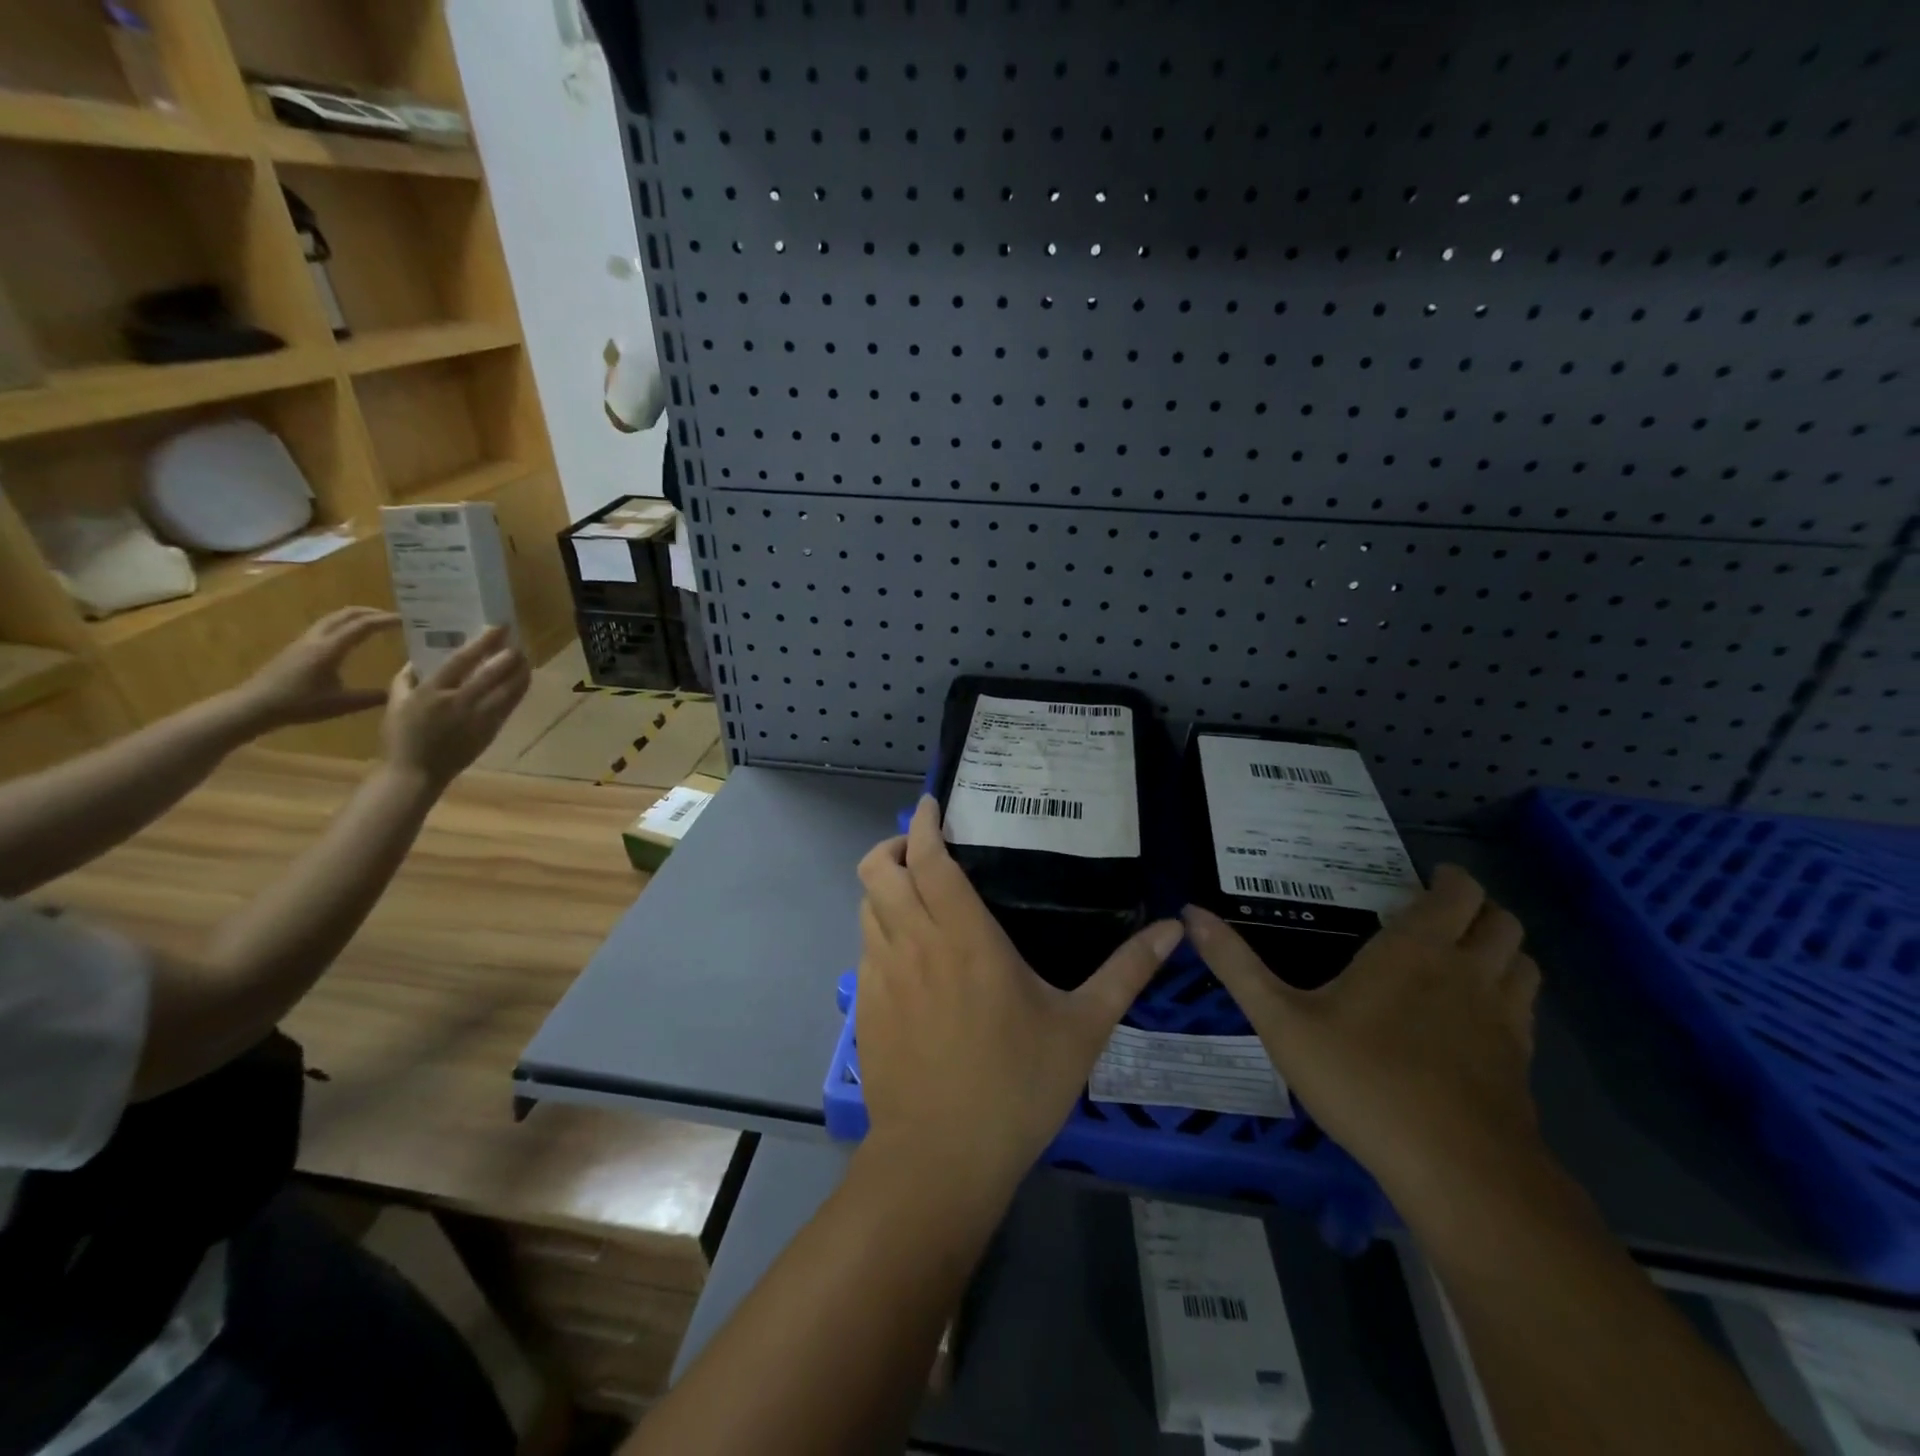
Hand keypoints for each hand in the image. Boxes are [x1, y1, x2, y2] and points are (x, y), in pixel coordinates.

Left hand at [235, 607, 399, 728]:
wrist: (255, 706)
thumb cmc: (299, 704)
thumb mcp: (342, 704)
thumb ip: (373, 696)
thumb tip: (400, 689)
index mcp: (330, 649)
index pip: (363, 626)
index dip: (387, 620)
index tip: (409, 620)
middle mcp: (317, 639)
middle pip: (347, 614)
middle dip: (373, 612)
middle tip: (396, 618)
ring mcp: (304, 641)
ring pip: (334, 618)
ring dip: (358, 617)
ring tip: (377, 624)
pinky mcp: (298, 648)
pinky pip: (326, 627)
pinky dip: (345, 625)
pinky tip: (352, 638)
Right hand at [380, 626, 530, 787]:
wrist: (417, 772)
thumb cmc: (401, 736)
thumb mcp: (396, 703)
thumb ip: (406, 678)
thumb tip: (419, 658)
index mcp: (432, 692)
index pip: (462, 660)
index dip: (483, 642)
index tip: (498, 627)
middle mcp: (458, 702)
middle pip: (492, 673)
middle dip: (509, 655)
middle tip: (518, 641)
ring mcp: (478, 718)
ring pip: (508, 690)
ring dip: (520, 672)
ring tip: (525, 658)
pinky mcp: (490, 730)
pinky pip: (509, 706)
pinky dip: (518, 690)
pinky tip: (523, 680)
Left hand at [854, 796, 1181, 1197]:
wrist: (940, 1159)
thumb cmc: (1016, 1087)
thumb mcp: (1083, 1028)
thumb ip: (1126, 973)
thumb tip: (1173, 930)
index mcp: (964, 937)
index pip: (929, 859)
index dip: (924, 824)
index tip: (933, 805)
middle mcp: (914, 943)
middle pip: (877, 870)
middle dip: (894, 847)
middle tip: (927, 850)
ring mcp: (881, 974)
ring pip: (867, 906)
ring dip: (886, 888)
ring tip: (918, 896)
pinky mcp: (865, 1006)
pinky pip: (865, 947)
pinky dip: (880, 930)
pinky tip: (911, 955)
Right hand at [1184, 865, 1542, 1197]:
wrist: (1457, 1171)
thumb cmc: (1362, 1080)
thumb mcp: (1280, 1021)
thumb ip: (1236, 965)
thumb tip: (1189, 913)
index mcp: (1415, 950)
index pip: (1458, 893)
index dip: (1449, 878)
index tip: (1425, 878)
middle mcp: (1468, 971)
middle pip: (1501, 920)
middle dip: (1477, 907)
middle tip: (1438, 914)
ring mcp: (1503, 1017)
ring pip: (1523, 960)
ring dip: (1500, 948)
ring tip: (1463, 955)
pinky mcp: (1520, 1061)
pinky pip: (1525, 1007)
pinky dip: (1508, 994)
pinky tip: (1474, 1017)